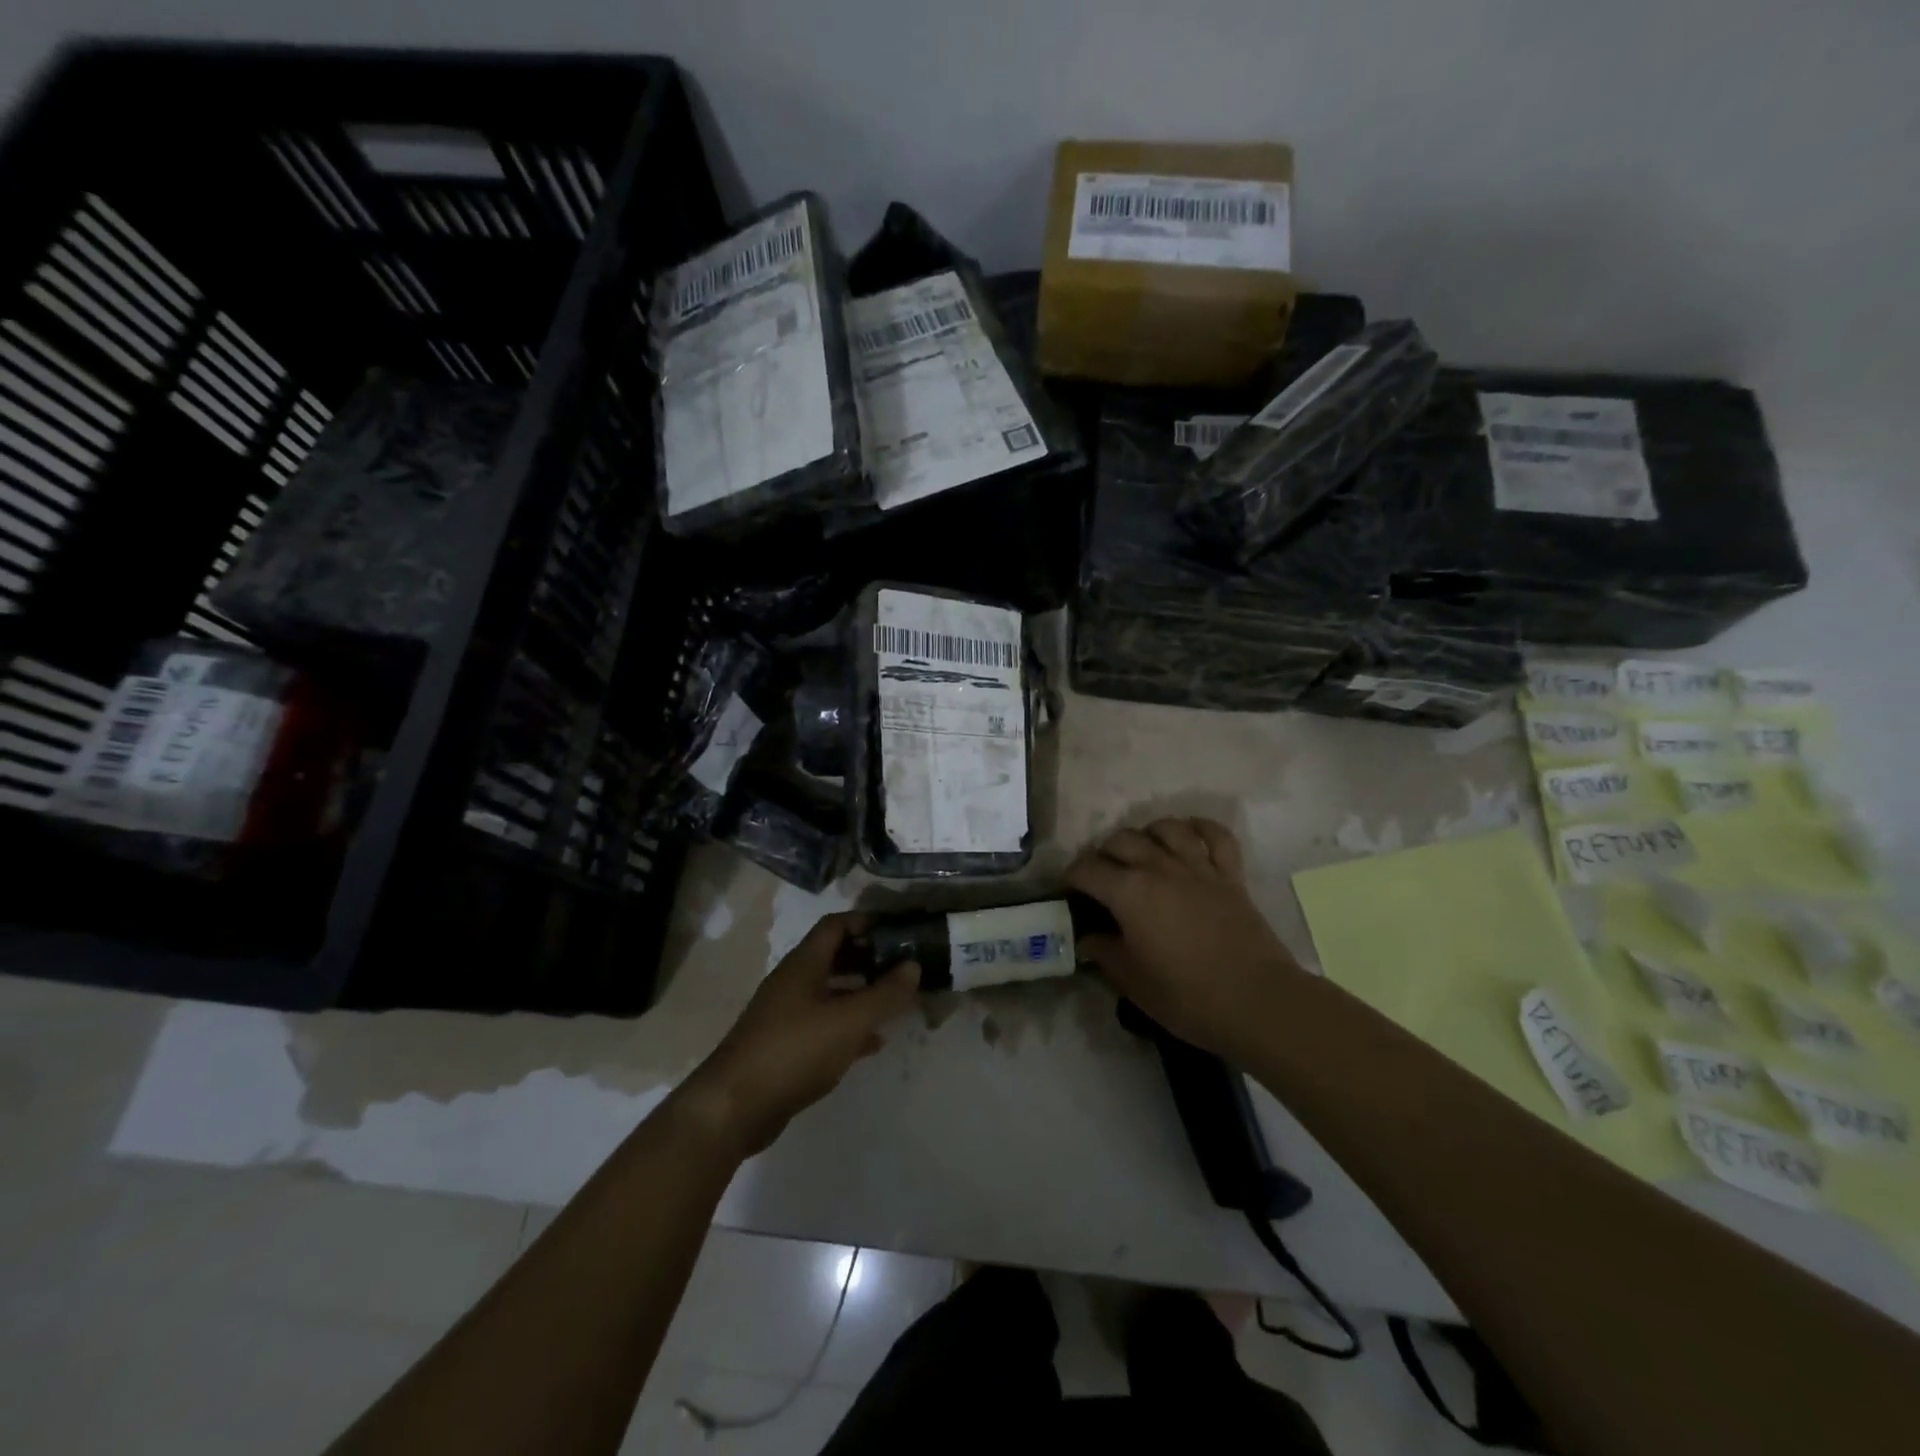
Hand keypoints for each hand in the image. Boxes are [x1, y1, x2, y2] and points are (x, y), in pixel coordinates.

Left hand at [675, 914, 919, 1157]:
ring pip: (830, 993)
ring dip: (861, 994)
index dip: (866, 922)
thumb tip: (913, 965)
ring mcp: (786, 1015)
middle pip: (834, 957)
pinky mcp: (784, 1046)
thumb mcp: (848, 1021)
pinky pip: (823, 1025)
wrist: (734, 1108)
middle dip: (868, 959)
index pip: (836, 925)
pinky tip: (873, 1043)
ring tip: (895, 1003)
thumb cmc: (794, 1051)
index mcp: (804, 964)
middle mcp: (793, 982)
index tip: (898, 932)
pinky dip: (849, 1027)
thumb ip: (884, 994)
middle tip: (903, 968)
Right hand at [1067, 817, 1302, 1063]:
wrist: (1257, 1002)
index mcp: (1129, 892)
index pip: (1087, 869)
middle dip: (1104, 853)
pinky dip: (1201, 829)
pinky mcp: (1230, 875)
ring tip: (1143, 851)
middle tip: (1102, 876)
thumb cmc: (1187, 997)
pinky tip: (1190, 834)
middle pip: (1122, 840)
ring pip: (1166, 828)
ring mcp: (1198, 867)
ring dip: (1148, 834)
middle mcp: (1159, 867)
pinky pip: (1216, 836)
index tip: (1068, 891)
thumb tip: (1089, 939)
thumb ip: (1105, 953)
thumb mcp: (1132, 982)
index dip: (1071, 877)